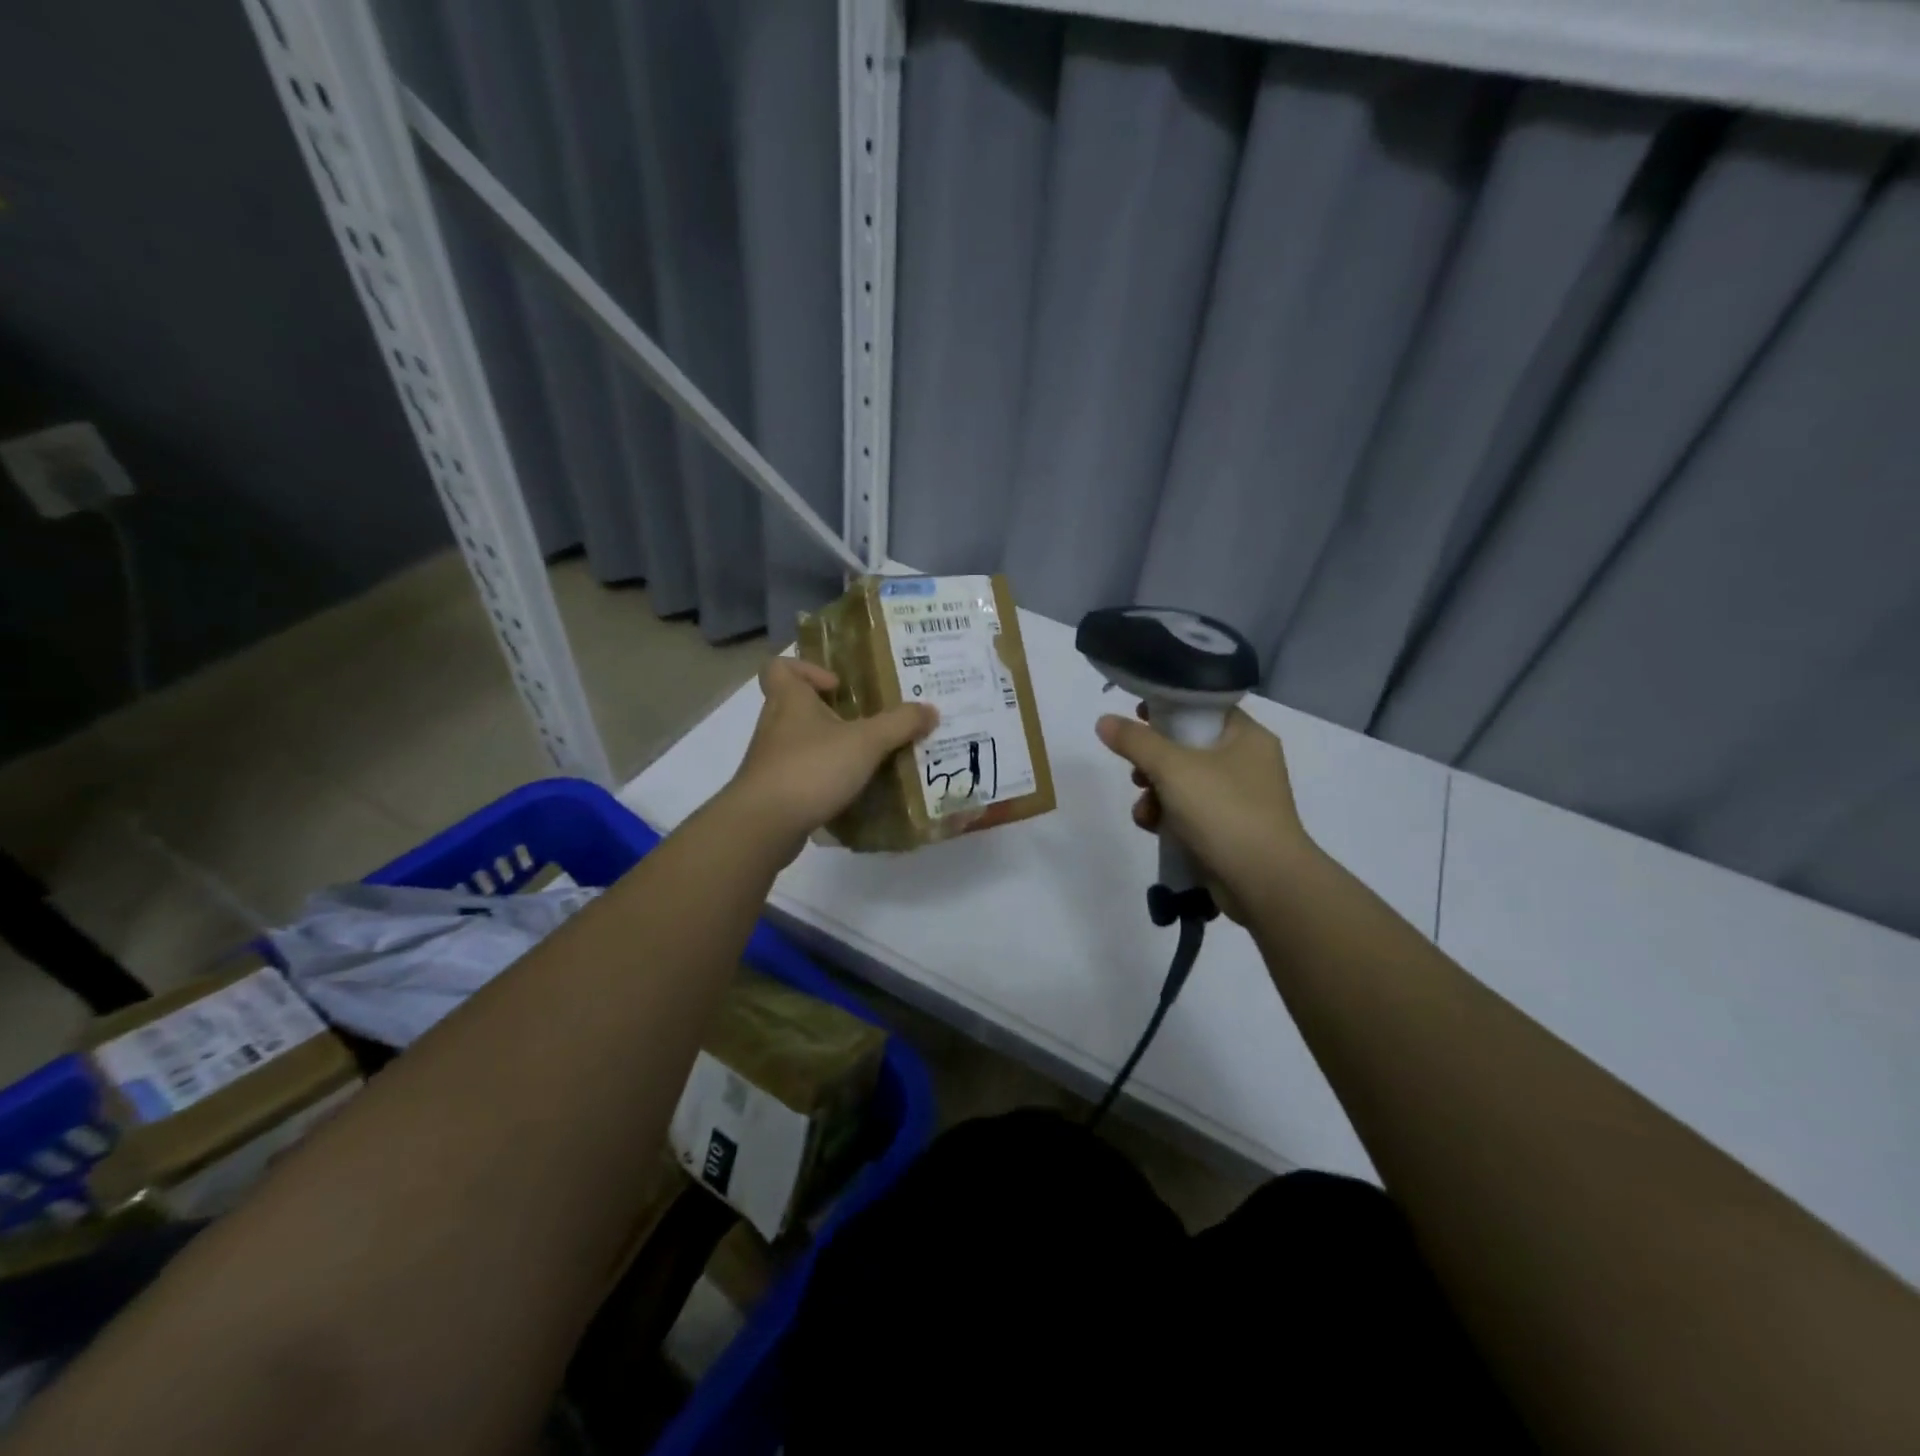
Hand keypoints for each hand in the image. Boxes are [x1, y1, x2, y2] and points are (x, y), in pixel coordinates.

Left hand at [722, 658, 936, 858]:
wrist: (764, 825)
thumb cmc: (811, 768)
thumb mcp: (866, 742)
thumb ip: (900, 724)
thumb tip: (930, 709)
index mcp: (789, 700)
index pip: (780, 667)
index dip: (806, 668)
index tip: (838, 685)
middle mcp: (775, 724)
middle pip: (796, 705)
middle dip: (830, 713)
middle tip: (866, 723)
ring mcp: (770, 760)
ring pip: (800, 742)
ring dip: (829, 747)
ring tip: (865, 759)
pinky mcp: (774, 791)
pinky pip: (801, 775)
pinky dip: (823, 779)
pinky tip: (850, 792)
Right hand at [1095, 705, 1312, 918]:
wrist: (1264, 883)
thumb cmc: (1224, 811)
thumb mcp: (1173, 768)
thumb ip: (1136, 741)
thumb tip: (1104, 720)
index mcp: (1247, 736)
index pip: (1203, 707)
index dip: (1168, 707)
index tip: (1137, 716)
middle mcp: (1247, 762)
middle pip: (1188, 746)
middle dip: (1153, 760)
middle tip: (1137, 769)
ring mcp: (1240, 799)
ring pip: (1184, 782)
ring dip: (1155, 792)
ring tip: (1144, 808)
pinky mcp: (1228, 830)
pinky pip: (1190, 812)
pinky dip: (1168, 817)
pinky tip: (1153, 827)